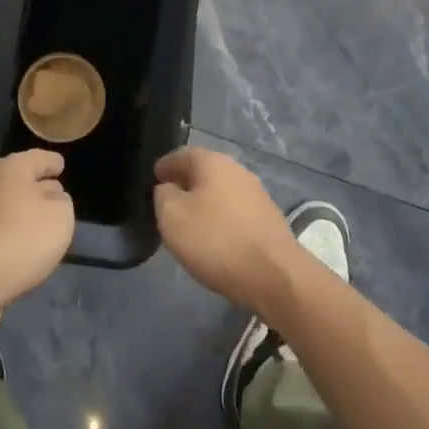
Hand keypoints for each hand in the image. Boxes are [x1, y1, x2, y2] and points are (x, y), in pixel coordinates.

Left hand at [0, 150, 75, 322]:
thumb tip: (53, 198)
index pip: (38, 158)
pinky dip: (12, 228)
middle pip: (20, 179)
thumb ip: (61, 202)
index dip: (52, 162)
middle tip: (56, 195)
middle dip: (38, 186)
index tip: (61, 166)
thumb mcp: (61, 216)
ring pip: (7, 203)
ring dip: (24, 209)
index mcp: (12, 169)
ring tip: (42, 222)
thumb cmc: (26, 236)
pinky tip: (23, 242)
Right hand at [153, 146, 304, 316]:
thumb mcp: (172, 216)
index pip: (182, 154)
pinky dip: (221, 217)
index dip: (166, 165)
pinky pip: (236, 211)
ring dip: (205, 201)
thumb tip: (168, 188)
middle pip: (205, 170)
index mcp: (213, 162)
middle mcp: (237, 170)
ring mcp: (257, 194)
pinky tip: (215, 236)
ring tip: (190, 220)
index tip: (154, 177)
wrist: (274, 274)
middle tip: (169, 199)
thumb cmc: (216, 240)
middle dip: (186, 182)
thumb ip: (163, 195)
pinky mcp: (268, 219)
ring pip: (222, 191)